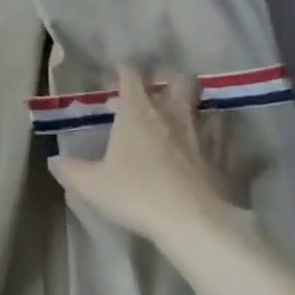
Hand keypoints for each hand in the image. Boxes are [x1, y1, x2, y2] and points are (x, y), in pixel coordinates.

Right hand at [48, 67, 251, 248]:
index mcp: (139, 111)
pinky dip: (238, 150)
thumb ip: (70, 170)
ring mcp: (208, 136)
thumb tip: (54, 160)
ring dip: (204, 110)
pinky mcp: (232, 161)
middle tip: (160, 90)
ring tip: (195, 121)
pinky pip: (241, 149)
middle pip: (180, 79)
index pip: (130, 74)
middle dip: (171, 79)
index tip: (112, 78)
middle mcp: (175, 114)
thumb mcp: (91, 184)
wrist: (193, 224)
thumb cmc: (136, 195)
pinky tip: (233, 156)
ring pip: (213, 108)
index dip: (121, 70)